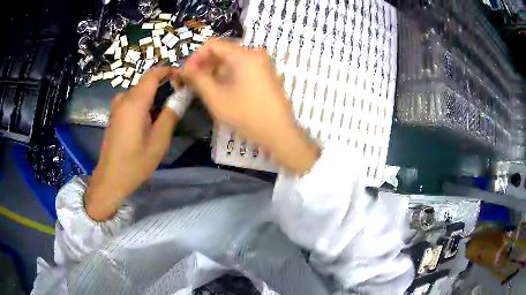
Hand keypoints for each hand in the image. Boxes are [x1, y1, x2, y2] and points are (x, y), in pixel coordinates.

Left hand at [86, 67, 180, 220]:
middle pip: (146, 82)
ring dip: (154, 95)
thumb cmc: (135, 163)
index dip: (169, 71)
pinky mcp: (115, 115)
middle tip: (179, 97)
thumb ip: (170, 115)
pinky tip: (150, 119)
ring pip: (140, 91)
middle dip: (164, 84)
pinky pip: (132, 100)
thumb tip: (181, 96)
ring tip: (166, 110)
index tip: (184, 78)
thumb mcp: (158, 141)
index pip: (153, 74)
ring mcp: (117, 107)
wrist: (110, 178)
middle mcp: (124, 99)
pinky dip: (144, 102)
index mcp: (135, 103)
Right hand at [184, 39, 318, 173]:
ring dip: (215, 71)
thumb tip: (185, 67)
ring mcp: (262, 63)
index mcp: (244, 54)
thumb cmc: (246, 114)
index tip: (187, 73)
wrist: (279, 131)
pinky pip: (241, 67)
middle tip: (193, 82)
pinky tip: (221, 89)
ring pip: (231, 60)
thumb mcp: (216, 97)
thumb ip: (198, 79)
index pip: (213, 45)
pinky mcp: (265, 73)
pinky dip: (228, 74)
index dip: (196, 57)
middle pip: (223, 51)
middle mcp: (254, 53)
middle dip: (205, 65)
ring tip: (205, 88)